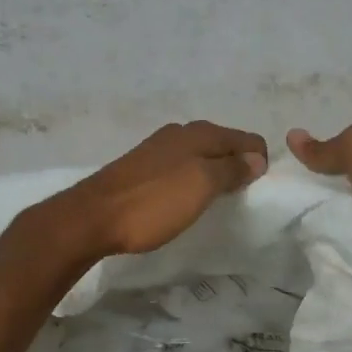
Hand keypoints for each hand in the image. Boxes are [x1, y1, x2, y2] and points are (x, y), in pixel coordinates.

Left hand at [44, 122, 268, 257]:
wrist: (92, 217)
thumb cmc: (154, 202)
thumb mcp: (201, 186)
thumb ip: (232, 169)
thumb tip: (257, 158)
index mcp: (200, 133)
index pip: (248, 139)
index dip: (259, 162)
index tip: (256, 192)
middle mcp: (181, 133)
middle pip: (225, 145)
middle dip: (238, 167)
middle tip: (239, 199)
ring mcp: (159, 149)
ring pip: (202, 156)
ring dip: (214, 175)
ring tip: (214, 203)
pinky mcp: (142, 167)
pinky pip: (182, 168)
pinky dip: (193, 181)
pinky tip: (186, 201)